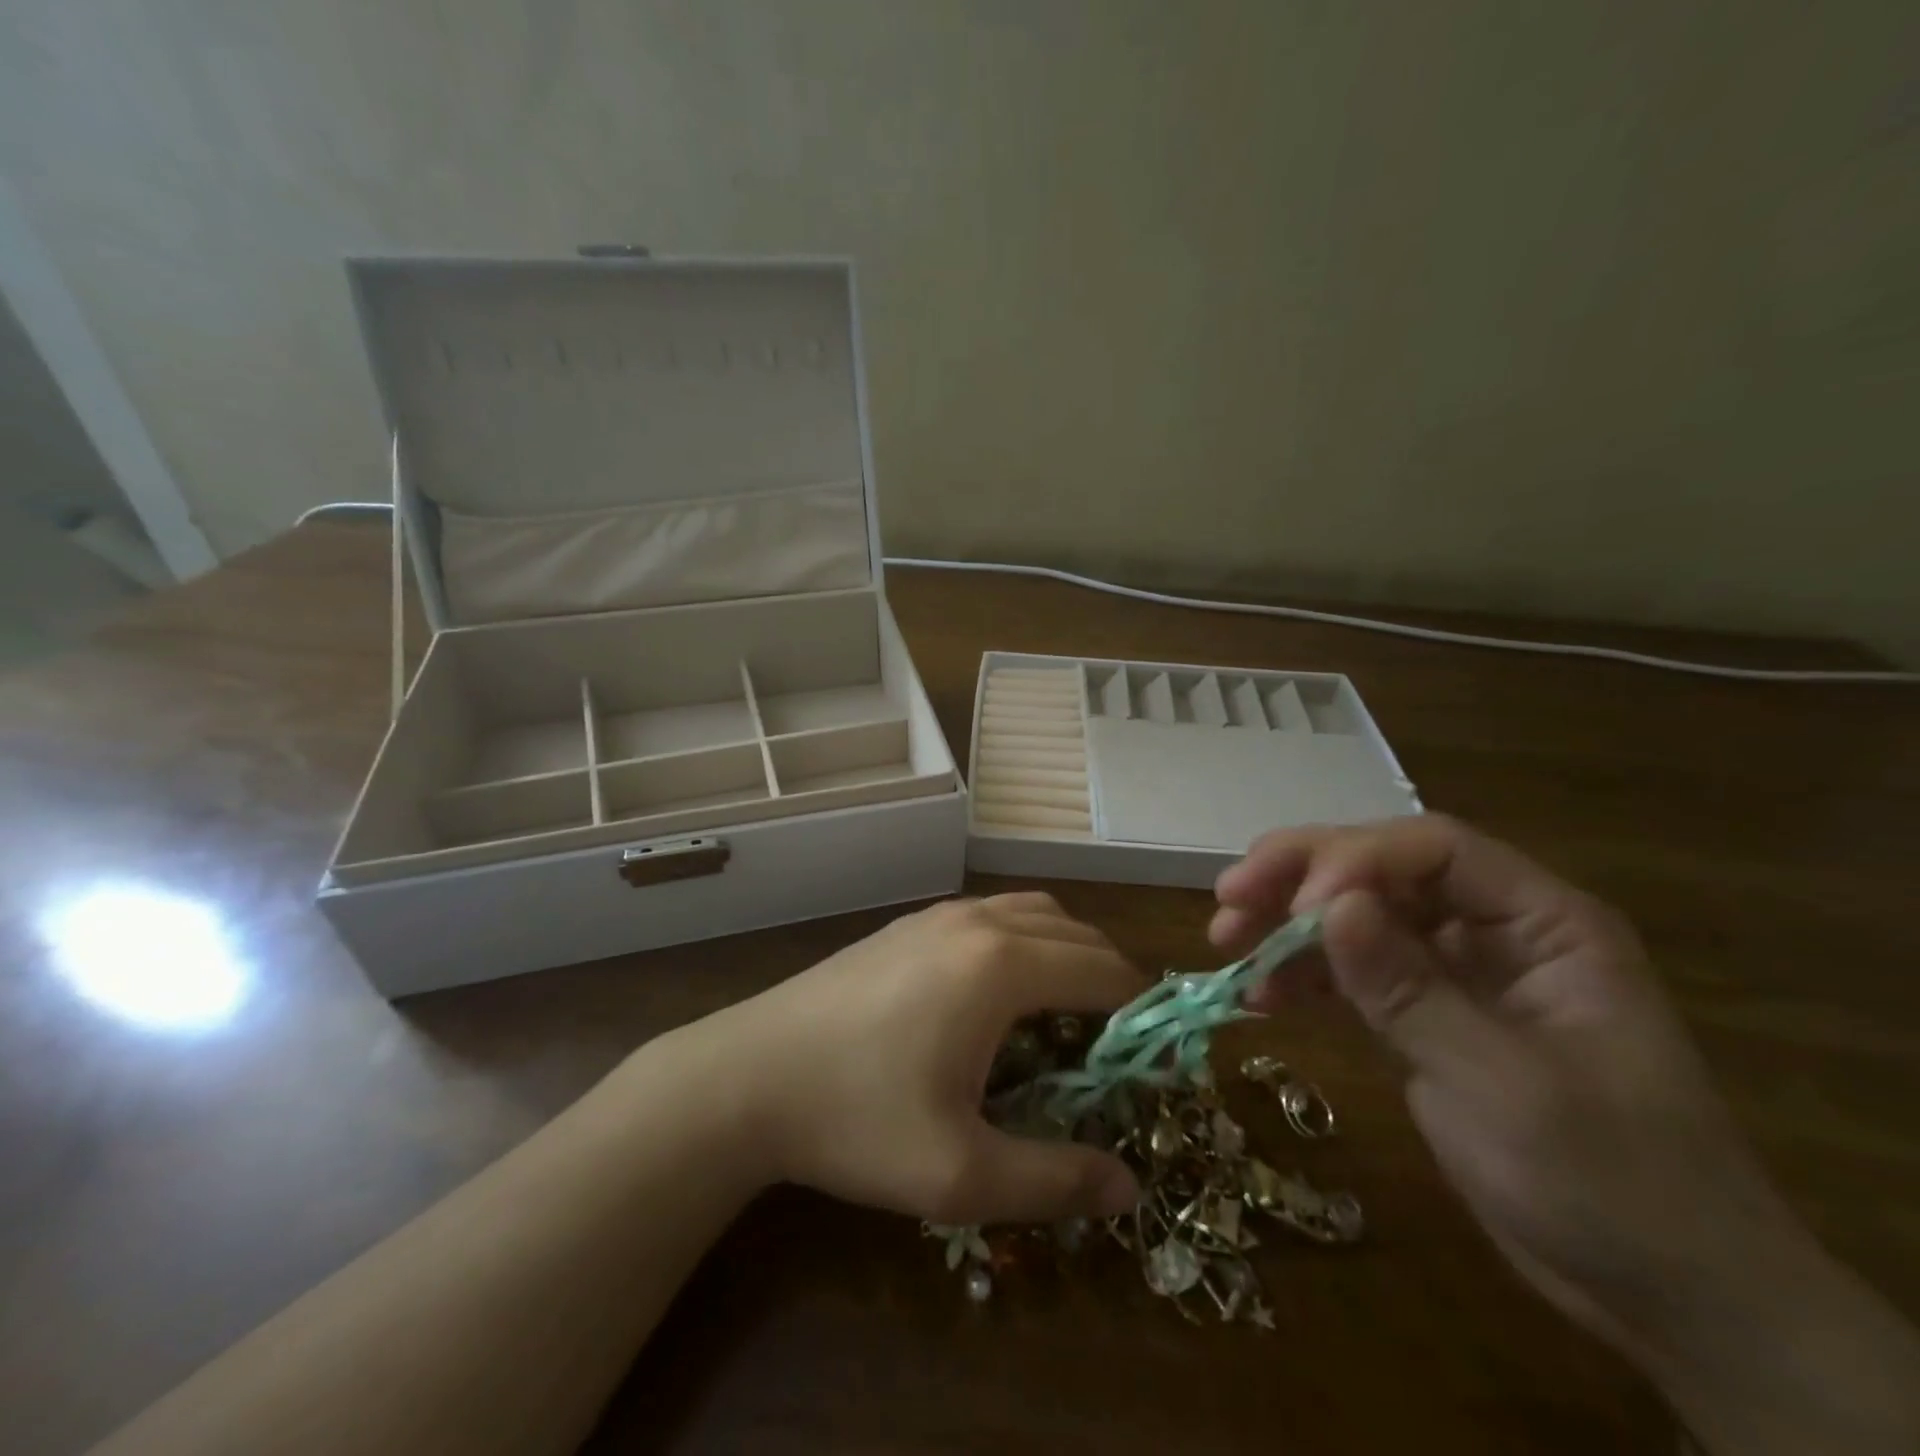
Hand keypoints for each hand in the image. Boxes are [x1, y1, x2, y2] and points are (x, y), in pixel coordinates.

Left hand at [701, 893, 1146, 1225]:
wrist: (748, 1074)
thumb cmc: (857, 1119)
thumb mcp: (960, 1172)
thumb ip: (1054, 1180)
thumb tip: (1128, 1186)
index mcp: (1001, 966)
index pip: (1104, 972)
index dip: (1142, 1013)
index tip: (1154, 1060)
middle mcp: (978, 922)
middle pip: (1076, 934)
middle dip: (1111, 981)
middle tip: (1116, 1047)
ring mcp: (938, 915)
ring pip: (1033, 913)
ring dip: (1066, 952)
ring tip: (1064, 1016)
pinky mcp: (907, 925)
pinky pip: (991, 915)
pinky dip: (1023, 941)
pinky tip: (998, 996)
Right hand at [1212, 815, 1919, 1453]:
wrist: (1667, 1300)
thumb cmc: (1611, 1183)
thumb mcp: (1502, 1083)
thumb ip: (1409, 988)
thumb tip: (1328, 906)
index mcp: (1542, 922)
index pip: (1433, 849)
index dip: (1356, 861)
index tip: (1296, 909)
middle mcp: (1493, 929)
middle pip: (1382, 870)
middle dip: (1300, 877)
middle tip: (1229, 896)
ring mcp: (1454, 971)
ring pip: (1356, 917)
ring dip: (1287, 924)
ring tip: (1225, 942)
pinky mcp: (1424, 1014)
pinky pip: (1351, 973)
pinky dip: (1303, 977)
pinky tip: (1259, 996)